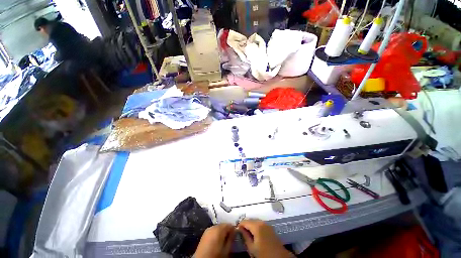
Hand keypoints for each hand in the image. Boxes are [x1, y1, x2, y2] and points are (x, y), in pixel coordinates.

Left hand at [194, 224, 235, 257]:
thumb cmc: (215, 256)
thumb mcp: (226, 249)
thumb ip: (231, 239)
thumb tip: (235, 231)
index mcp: (218, 229)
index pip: (229, 224)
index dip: (233, 229)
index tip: (236, 235)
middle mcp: (213, 226)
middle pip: (223, 225)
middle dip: (227, 230)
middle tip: (230, 238)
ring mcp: (207, 229)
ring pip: (218, 227)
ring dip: (222, 232)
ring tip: (224, 240)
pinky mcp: (204, 234)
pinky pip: (213, 230)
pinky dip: (217, 233)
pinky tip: (218, 241)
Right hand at [238, 219, 292, 257]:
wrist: (279, 257)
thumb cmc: (264, 253)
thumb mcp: (252, 247)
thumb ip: (245, 236)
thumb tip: (239, 229)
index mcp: (256, 226)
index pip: (245, 221)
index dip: (240, 225)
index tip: (237, 230)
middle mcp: (262, 222)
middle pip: (250, 220)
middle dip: (245, 225)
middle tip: (241, 233)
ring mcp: (266, 224)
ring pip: (255, 221)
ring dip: (250, 225)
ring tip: (247, 234)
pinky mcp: (270, 227)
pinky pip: (260, 224)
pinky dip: (256, 226)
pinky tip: (254, 234)